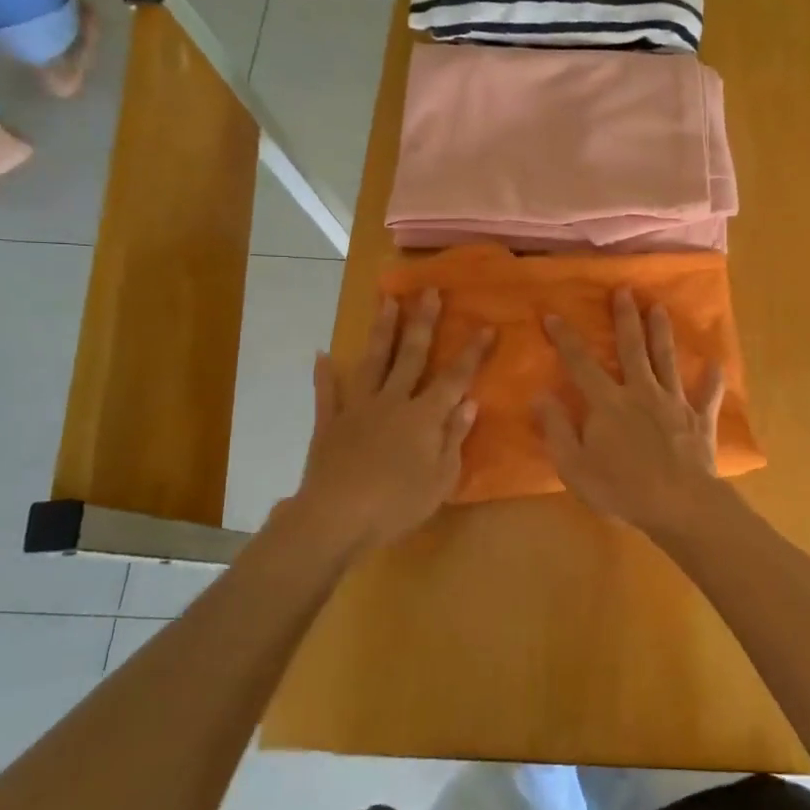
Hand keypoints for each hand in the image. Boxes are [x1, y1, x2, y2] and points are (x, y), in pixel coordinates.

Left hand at [290, 290, 491, 553]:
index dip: (472, 352)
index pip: (455, 377)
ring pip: (372, 362)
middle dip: (423, 322)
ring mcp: (358, 409)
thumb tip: (470, 402)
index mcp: (424, 416)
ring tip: (386, 300)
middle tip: (429, 291)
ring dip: (381, 330)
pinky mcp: (329, 423)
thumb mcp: (442, 479)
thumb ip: (455, 437)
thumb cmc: (398, 504)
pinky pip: (327, 394)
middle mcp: (393, 402)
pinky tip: (322, 355)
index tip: (486, 325)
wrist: (336, 518)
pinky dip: (324, 374)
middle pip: (411, 356)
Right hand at [534, 287, 726, 533]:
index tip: (554, 314)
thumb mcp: (575, 466)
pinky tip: (716, 364)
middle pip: (631, 348)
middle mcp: (641, 392)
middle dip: (626, 317)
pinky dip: (712, 380)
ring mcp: (674, 403)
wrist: (679, 504)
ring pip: (667, 360)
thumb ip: (557, 429)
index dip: (566, 339)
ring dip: (662, 332)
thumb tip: (541, 395)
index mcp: (608, 403)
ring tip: (660, 307)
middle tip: (625, 290)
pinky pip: (708, 395)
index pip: (581, 364)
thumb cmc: (621, 489)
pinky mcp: (700, 419)